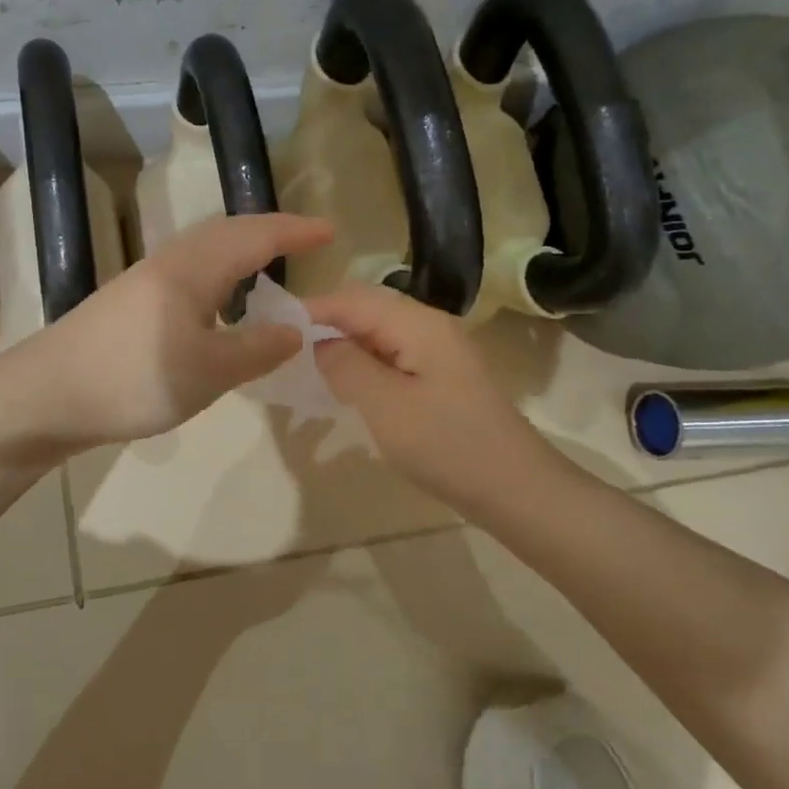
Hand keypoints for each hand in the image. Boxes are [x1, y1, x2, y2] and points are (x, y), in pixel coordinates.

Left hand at [3, 213, 333, 455]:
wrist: (48, 394)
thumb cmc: (134, 379)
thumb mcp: (208, 371)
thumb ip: (257, 349)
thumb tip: (296, 330)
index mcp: (192, 269)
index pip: (255, 237)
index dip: (295, 232)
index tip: (331, 231)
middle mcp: (169, 262)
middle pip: (227, 233)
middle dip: (270, 233)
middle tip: (305, 243)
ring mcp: (145, 280)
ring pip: (205, 250)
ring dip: (241, 250)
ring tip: (268, 266)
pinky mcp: (130, 301)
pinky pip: (189, 271)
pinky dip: (219, 272)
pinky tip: (218, 301)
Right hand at [306, 283, 555, 518]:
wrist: (516, 489)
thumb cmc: (446, 444)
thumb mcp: (384, 405)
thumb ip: (346, 365)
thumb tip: (321, 343)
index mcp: (418, 323)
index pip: (353, 298)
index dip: (311, 308)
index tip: (272, 327)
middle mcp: (430, 326)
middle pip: (367, 309)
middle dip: (326, 323)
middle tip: (286, 348)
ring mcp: (440, 352)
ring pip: (379, 334)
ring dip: (344, 345)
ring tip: (308, 366)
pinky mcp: (443, 378)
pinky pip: (394, 356)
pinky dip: (365, 363)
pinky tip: (347, 385)